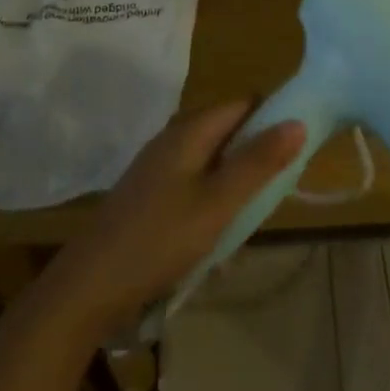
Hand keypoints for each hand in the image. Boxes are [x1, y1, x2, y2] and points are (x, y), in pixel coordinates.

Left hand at [41, 103, 305, 336]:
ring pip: (212, 161)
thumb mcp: (218, 203)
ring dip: (237, 181)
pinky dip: (214, 199)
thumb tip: (298, 121)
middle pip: (227, 131)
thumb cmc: (159, 239)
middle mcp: (172, 140)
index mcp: (188, 132)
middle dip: (257, 153)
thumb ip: (258, 163)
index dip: (273, 116)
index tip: (300, 144)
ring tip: (254, 215)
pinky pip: (194, 184)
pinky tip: (221, 234)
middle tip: (281, 187)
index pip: (242, 104)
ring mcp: (157, 168)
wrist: (89, 286)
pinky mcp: (150, 196)